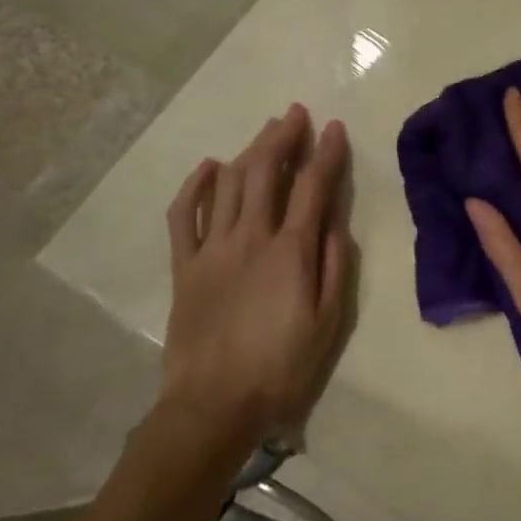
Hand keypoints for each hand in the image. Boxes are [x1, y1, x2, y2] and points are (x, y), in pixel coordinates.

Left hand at [161, 105, 353, 445]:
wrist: (213, 406)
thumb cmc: (281, 368)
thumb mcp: (329, 322)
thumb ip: (336, 265)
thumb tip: (336, 220)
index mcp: (291, 251)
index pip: (313, 186)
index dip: (326, 153)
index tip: (334, 127)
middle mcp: (251, 237)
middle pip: (266, 171)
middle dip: (284, 136)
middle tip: (295, 114)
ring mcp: (213, 248)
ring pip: (229, 183)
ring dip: (249, 150)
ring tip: (265, 131)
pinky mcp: (185, 265)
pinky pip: (184, 214)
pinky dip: (195, 185)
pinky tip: (208, 166)